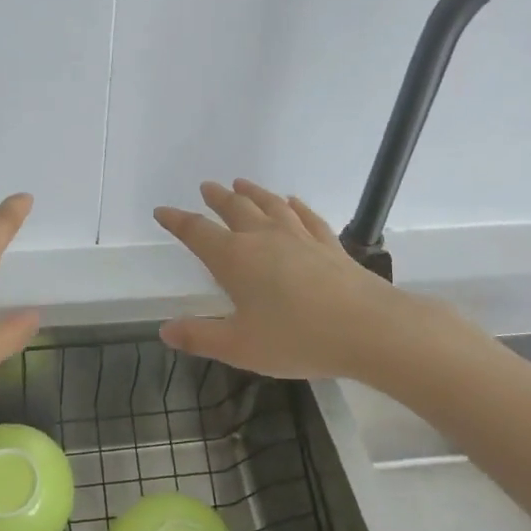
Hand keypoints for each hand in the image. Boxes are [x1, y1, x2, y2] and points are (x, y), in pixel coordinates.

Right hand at [154, 179, 406, 378]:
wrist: (367, 328)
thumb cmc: (296, 338)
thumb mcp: (239, 347)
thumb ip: (201, 336)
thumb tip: (165, 330)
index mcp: (235, 259)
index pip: (197, 232)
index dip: (177, 221)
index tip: (162, 211)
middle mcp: (264, 238)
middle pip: (235, 209)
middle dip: (217, 198)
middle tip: (207, 187)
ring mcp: (299, 237)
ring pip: (270, 205)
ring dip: (253, 193)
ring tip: (241, 184)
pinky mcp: (329, 245)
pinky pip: (306, 217)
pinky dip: (295, 206)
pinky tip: (292, 202)